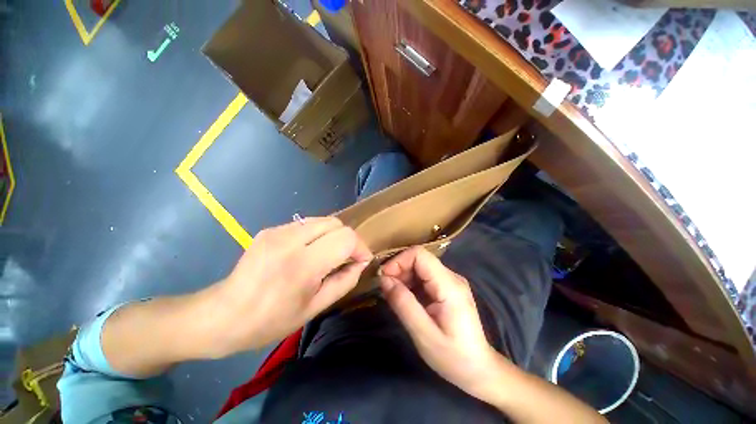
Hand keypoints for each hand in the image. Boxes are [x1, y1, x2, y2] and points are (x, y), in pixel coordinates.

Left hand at [207, 217, 371, 357]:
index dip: (360, 247)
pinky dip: (317, 234)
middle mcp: (290, 240)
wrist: (223, 315)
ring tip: (328, 254)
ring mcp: (278, 231)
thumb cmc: (271, 320)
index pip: (346, 237)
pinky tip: (309, 251)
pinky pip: (306, 224)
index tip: (361, 261)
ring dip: (333, 235)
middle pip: (336, 223)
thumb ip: (345, 281)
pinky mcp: (271, 229)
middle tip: (346, 258)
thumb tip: (361, 263)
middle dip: (347, 239)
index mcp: (303, 264)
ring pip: (323, 220)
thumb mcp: (315, 307)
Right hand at [379, 246, 502, 398]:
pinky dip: (410, 283)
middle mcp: (451, 277)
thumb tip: (384, 280)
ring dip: (403, 276)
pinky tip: (405, 298)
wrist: (479, 369)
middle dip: (399, 269)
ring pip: (420, 266)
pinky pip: (424, 276)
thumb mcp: (423, 334)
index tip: (384, 277)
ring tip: (394, 295)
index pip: (420, 255)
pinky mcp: (447, 288)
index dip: (399, 260)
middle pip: (419, 259)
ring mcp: (450, 281)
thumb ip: (403, 304)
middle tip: (386, 288)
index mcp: (449, 285)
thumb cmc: (453, 357)